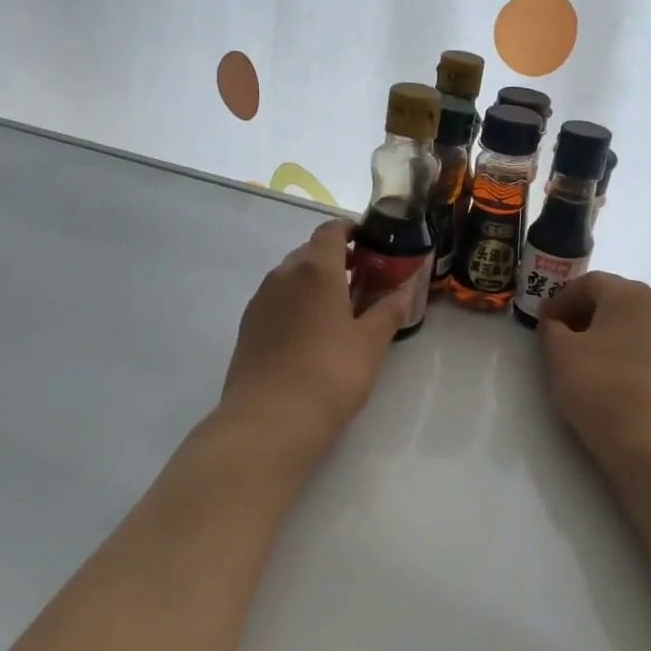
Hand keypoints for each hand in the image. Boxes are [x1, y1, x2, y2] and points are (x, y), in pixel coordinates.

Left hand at [220, 220, 410, 464]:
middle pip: (310, 252)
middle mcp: (282, 275)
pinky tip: (311, 334)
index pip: (331, 230)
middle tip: (363, 281)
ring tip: (340, 310)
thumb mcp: (370, 343)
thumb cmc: (330, 374)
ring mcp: (260, 300)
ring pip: (291, 277)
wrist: (269, 420)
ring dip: (315, 283)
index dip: (352, 231)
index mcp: (315, 269)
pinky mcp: (248, 326)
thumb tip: (402, 293)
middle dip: (337, 259)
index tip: (371, 245)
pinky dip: (297, 303)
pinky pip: (277, 300)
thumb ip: (388, 311)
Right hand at [538, 274, 650, 471]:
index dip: (560, 299)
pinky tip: (608, 376)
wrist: (649, 440)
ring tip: (582, 358)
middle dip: (582, 313)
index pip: (588, 283)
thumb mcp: (558, 353)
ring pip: (629, 323)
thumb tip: (556, 323)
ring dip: (603, 332)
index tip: (543, 322)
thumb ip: (551, 328)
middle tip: (559, 336)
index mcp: (628, 294)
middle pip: (612, 299)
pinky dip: (622, 350)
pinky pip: (643, 345)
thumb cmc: (598, 386)